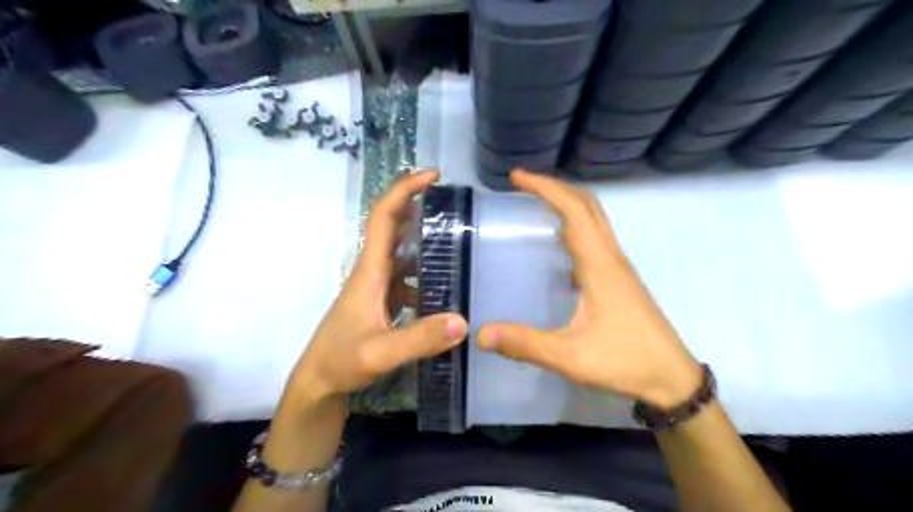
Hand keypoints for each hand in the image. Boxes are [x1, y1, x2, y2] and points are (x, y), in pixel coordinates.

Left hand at [289, 170, 466, 406]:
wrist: (318, 381)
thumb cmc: (341, 361)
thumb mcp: (381, 353)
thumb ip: (419, 338)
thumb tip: (463, 321)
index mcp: (370, 271)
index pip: (383, 218)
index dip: (404, 191)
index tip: (432, 176)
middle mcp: (372, 271)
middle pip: (392, 227)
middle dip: (417, 206)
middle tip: (451, 202)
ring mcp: (376, 287)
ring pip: (400, 252)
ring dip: (422, 240)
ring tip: (456, 240)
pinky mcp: (380, 301)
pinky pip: (405, 277)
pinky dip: (423, 272)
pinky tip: (443, 287)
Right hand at [479, 170, 703, 410]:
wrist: (672, 378)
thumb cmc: (624, 361)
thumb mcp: (570, 356)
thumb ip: (525, 344)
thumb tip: (480, 334)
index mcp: (600, 265)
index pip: (573, 210)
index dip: (545, 187)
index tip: (516, 177)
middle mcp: (611, 257)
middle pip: (587, 205)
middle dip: (555, 187)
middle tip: (522, 186)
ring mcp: (619, 267)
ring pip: (595, 219)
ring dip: (567, 203)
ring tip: (536, 205)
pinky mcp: (620, 278)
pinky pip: (596, 237)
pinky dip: (576, 224)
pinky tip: (558, 244)